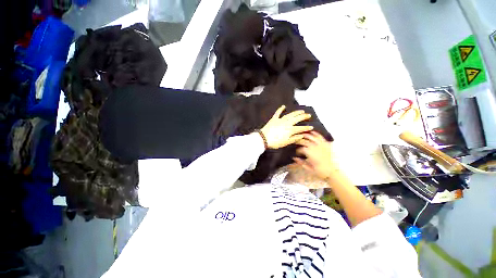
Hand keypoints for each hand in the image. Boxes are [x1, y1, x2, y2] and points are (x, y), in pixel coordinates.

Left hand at [259, 105, 313, 148]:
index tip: (311, 127)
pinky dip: (280, 109)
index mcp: (290, 130)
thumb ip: (294, 138)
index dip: (306, 128)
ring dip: (296, 112)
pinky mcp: (274, 119)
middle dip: (303, 116)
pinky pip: (278, 113)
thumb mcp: (286, 142)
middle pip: (297, 119)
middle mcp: (287, 123)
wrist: (264, 139)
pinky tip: (283, 106)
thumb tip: (301, 135)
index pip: (300, 128)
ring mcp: (280, 120)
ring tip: (301, 111)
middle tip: (308, 115)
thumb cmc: (275, 142)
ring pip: (290, 115)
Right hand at [293, 131, 337, 179]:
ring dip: (306, 135)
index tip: (296, 153)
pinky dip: (316, 134)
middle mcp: (315, 148)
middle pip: (305, 142)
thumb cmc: (320, 171)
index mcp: (310, 154)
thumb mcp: (309, 169)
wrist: (332, 172)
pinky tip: (312, 132)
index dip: (297, 150)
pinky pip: (321, 137)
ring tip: (302, 134)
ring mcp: (321, 146)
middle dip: (299, 141)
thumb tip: (294, 158)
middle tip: (296, 141)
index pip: (301, 149)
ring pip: (312, 137)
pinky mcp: (326, 145)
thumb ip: (301, 162)